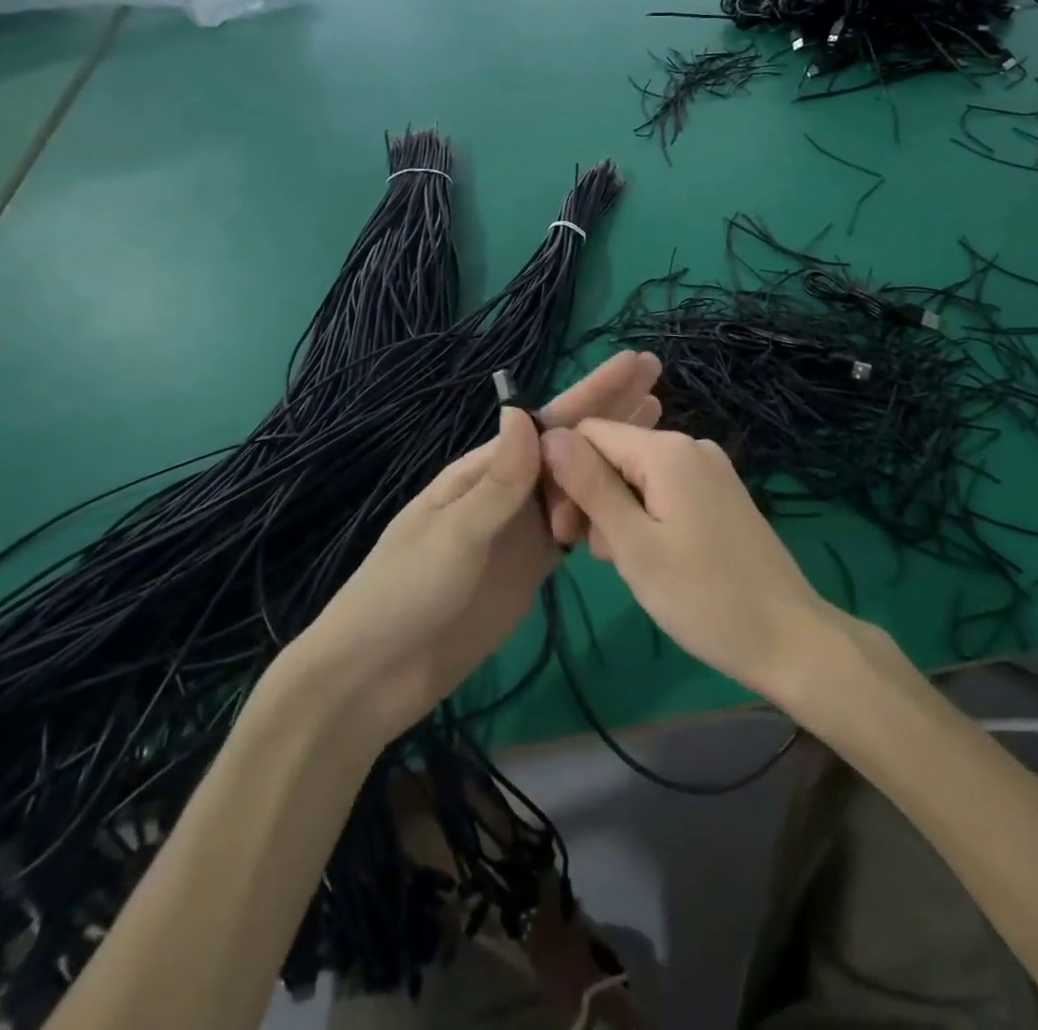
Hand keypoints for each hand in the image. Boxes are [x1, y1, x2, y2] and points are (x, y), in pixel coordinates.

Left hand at [289, 353, 659, 743]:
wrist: (379, 674)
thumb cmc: (405, 592)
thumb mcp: (452, 534)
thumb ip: (497, 483)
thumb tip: (523, 412)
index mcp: (485, 470)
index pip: (550, 422)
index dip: (594, 392)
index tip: (635, 364)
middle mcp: (510, 489)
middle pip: (571, 443)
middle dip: (612, 408)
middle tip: (656, 375)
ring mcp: (523, 527)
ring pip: (580, 480)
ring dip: (615, 451)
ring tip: (658, 422)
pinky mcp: (533, 565)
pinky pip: (577, 526)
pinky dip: (605, 505)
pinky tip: (632, 491)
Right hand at [540, 420, 837, 704]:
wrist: (789, 638)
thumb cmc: (704, 596)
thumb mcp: (634, 544)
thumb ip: (590, 485)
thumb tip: (549, 435)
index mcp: (667, 450)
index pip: (590, 432)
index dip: (564, 472)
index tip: (560, 526)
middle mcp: (690, 446)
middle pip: (614, 453)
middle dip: (590, 495)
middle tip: (585, 554)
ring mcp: (710, 470)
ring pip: (637, 475)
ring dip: (615, 512)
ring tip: (621, 564)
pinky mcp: (720, 494)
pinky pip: (665, 490)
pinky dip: (644, 517)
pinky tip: (647, 557)